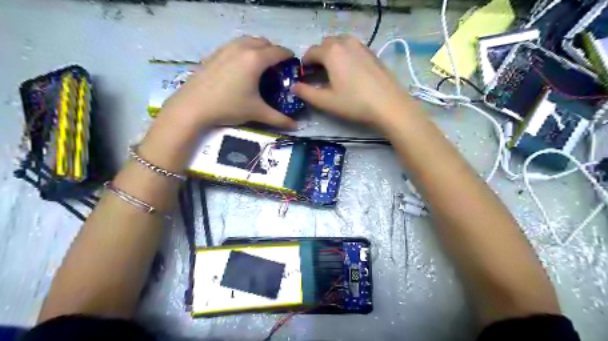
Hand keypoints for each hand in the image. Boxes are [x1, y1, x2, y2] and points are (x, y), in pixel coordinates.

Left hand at [159, 34, 297, 128]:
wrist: (193, 106)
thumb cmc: (229, 107)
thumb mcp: (257, 112)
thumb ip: (279, 119)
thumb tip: (296, 126)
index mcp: (255, 59)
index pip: (278, 51)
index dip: (289, 56)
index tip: (293, 65)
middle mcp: (242, 48)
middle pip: (264, 42)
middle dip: (274, 51)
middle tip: (277, 67)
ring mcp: (226, 48)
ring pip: (248, 40)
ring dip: (258, 48)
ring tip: (260, 65)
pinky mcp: (214, 53)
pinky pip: (235, 44)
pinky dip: (244, 50)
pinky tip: (241, 67)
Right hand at [291, 36, 413, 129]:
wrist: (388, 105)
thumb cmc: (354, 103)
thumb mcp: (326, 101)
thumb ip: (306, 92)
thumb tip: (294, 86)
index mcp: (332, 52)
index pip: (311, 52)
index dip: (305, 64)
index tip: (305, 76)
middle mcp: (346, 43)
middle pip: (326, 44)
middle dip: (318, 57)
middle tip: (318, 75)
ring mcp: (361, 46)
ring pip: (340, 44)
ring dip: (332, 55)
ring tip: (334, 73)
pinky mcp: (372, 53)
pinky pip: (353, 49)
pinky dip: (346, 56)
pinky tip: (350, 73)